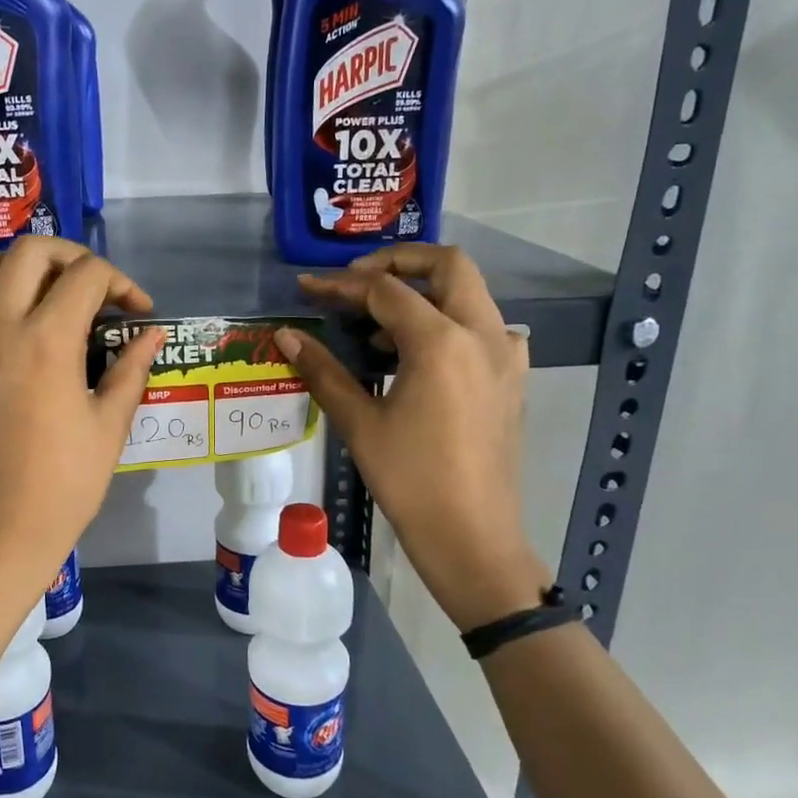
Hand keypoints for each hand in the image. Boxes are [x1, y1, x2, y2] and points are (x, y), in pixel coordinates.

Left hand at [0, 237, 161, 594]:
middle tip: (90, 288)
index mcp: (49, 341)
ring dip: (10, 268)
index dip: (122, 284)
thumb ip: (131, 368)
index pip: (88, 276)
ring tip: (34, 293)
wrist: (2, 526)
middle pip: (31, 252)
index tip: (135, 311)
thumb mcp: (111, 424)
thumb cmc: (66, 481)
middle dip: (71, 258)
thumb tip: (152, 334)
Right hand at [274, 244, 551, 631]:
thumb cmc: (410, 479)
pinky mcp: (512, 378)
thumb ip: (323, 370)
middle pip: (448, 265)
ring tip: (377, 329)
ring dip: (424, 292)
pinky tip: (419, 357)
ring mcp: (505, 355)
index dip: (341, 285)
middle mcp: (482, 334)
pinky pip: (484, 327)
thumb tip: (286, 335)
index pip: (385, 290)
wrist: (472, 536)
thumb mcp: (359, 422)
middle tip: (356, 283)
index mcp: (441, 341)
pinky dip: (450, 322)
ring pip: (470, 293)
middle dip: (398, 262)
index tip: (308, 288)